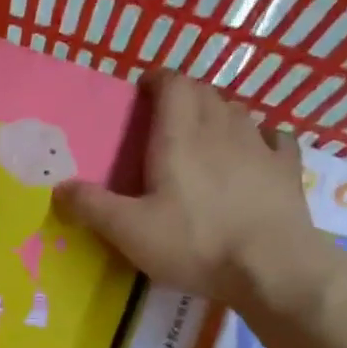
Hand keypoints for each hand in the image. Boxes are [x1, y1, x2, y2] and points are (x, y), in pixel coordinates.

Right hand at [56, 72, 317, 305]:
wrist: (272, 267)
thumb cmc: (195, 243)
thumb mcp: (130, 231)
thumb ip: (92, 207)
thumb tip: (59, 188)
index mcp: (180, 137)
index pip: (173, 85)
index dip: (157, 80)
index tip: (143, 89)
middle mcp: (221, 129)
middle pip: (205, 93)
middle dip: (185, 95)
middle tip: (166, 115)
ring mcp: (260, 147)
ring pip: (237, 111)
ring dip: (218, 112)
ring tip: (204, 132)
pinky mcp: (287, 169)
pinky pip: (275, 138)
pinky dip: (261, 136)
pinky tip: (256, 150)